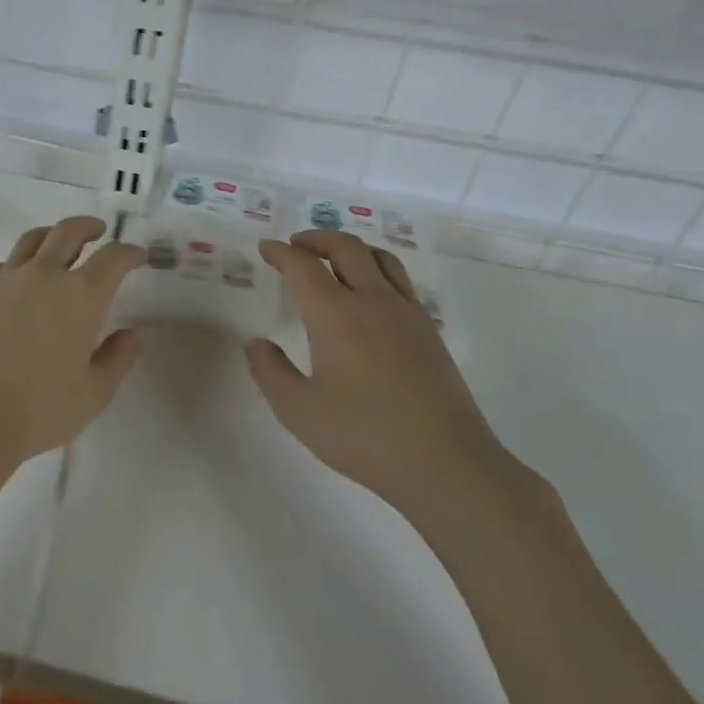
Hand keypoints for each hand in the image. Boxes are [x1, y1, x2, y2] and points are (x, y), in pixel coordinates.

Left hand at [0, 216, 144, 468]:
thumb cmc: (42, 409)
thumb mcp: (95, 392)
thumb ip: (118, 358)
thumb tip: (135, 335)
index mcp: (81, 295)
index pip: (112, 259)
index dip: (129, 252)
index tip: (138, 255)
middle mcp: (44, 276)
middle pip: (68, 232)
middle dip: (88, 227)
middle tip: (99, 231)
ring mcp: (6, 281)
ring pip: (31, 240)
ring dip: (51, 234)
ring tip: (58, 242)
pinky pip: (0, 265)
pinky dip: (17, 263)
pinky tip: (18, 277)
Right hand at [246, 232, 518, 528]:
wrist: (446, 464)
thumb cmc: (364, 436)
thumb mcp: (297, 410)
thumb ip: (269, 371)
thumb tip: (257, 343)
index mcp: (334, 314)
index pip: (302, 265)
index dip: (280, 252)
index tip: (266, 248)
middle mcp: (371, 300)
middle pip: (345, 247)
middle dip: (316, 239)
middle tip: (296, 247)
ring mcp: (406, 313)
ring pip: (378, 257)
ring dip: (350, 248)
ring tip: (333, 260)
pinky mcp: (429, 330)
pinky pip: (399, 280)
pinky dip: (376, 269)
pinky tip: (369, 295)